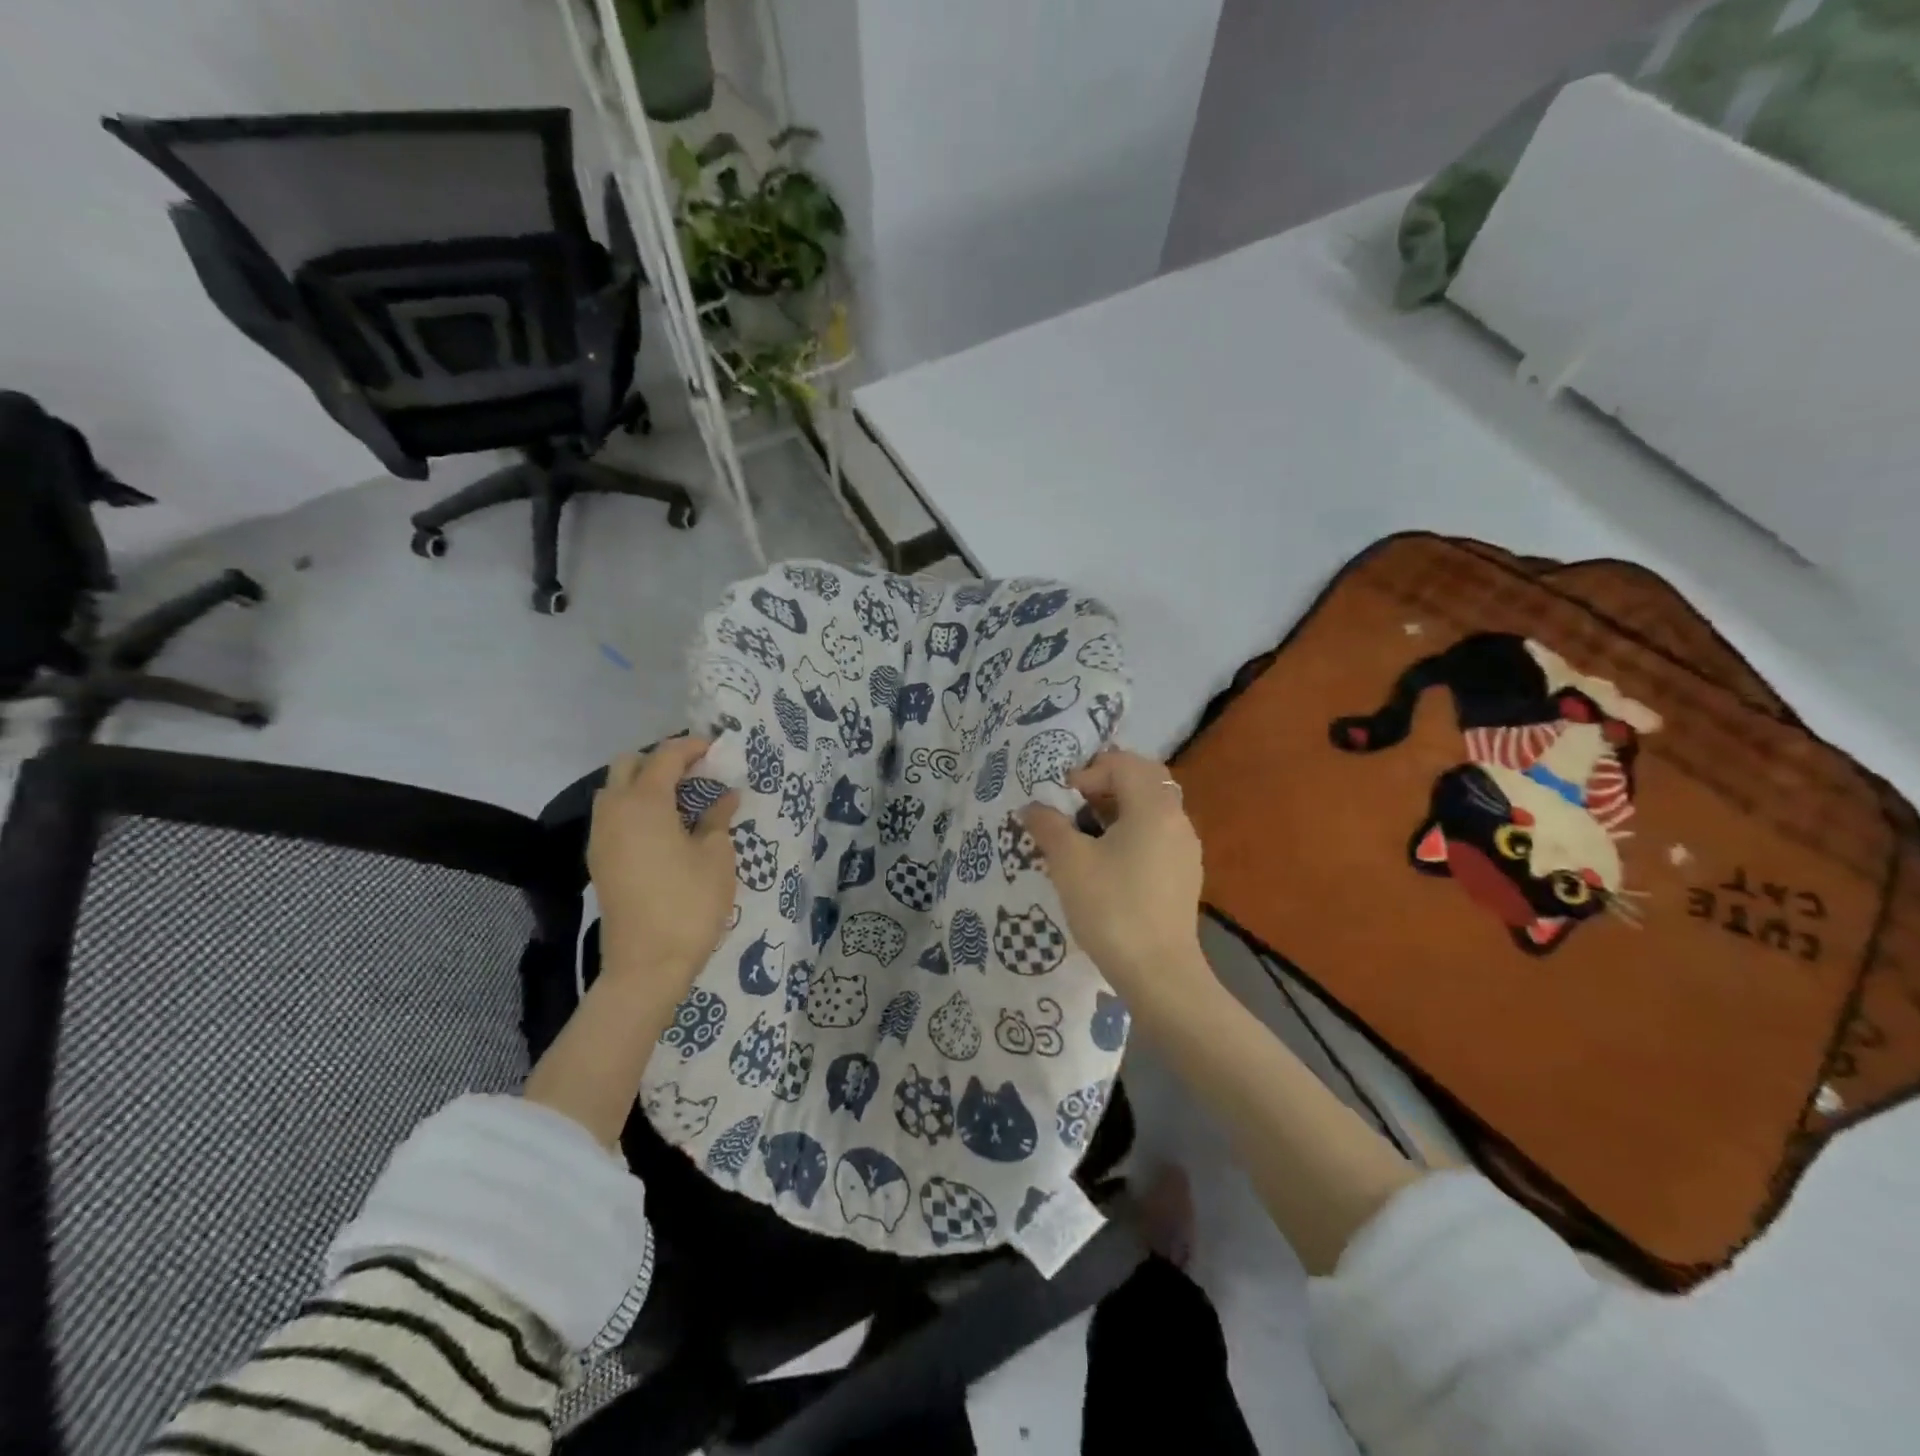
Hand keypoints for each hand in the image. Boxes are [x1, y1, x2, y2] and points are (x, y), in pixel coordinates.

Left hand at [588, 738, 737, 998]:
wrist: (647, 964)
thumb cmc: (689, 904)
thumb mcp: (716, 857)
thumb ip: (718, 819)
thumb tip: (725, 797)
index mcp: (645, 802)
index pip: (665, 756)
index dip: (692, 747)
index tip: (717, 750)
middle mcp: (615, 811)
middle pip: (629, 765)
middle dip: (661, 760)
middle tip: (696, 774)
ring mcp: (602, 836)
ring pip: (615, 790)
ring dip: (645, 784)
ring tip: (682, 801)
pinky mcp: (599, 860)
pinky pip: (613, 816)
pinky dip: (636, 808)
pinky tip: (665, 828)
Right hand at [1021, 750, 1216, 1015]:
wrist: (1159, 973)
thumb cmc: (1111, 908)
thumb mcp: (1069, 862)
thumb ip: (1048, 826)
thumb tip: (1032, 807)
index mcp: (1153, 806)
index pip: (1122, 763)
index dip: (1087, 773)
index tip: (1062, 802)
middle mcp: (1177, 819)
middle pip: (1144, 779)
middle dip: (1106, 784)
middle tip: (1075, 807)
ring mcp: (1185, 848)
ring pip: (1152, 808)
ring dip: (1118, 809)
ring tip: (1086, 836)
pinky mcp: (1184, 874)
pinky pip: (1158, 834)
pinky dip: (1132, 833)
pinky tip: (1108, 864)